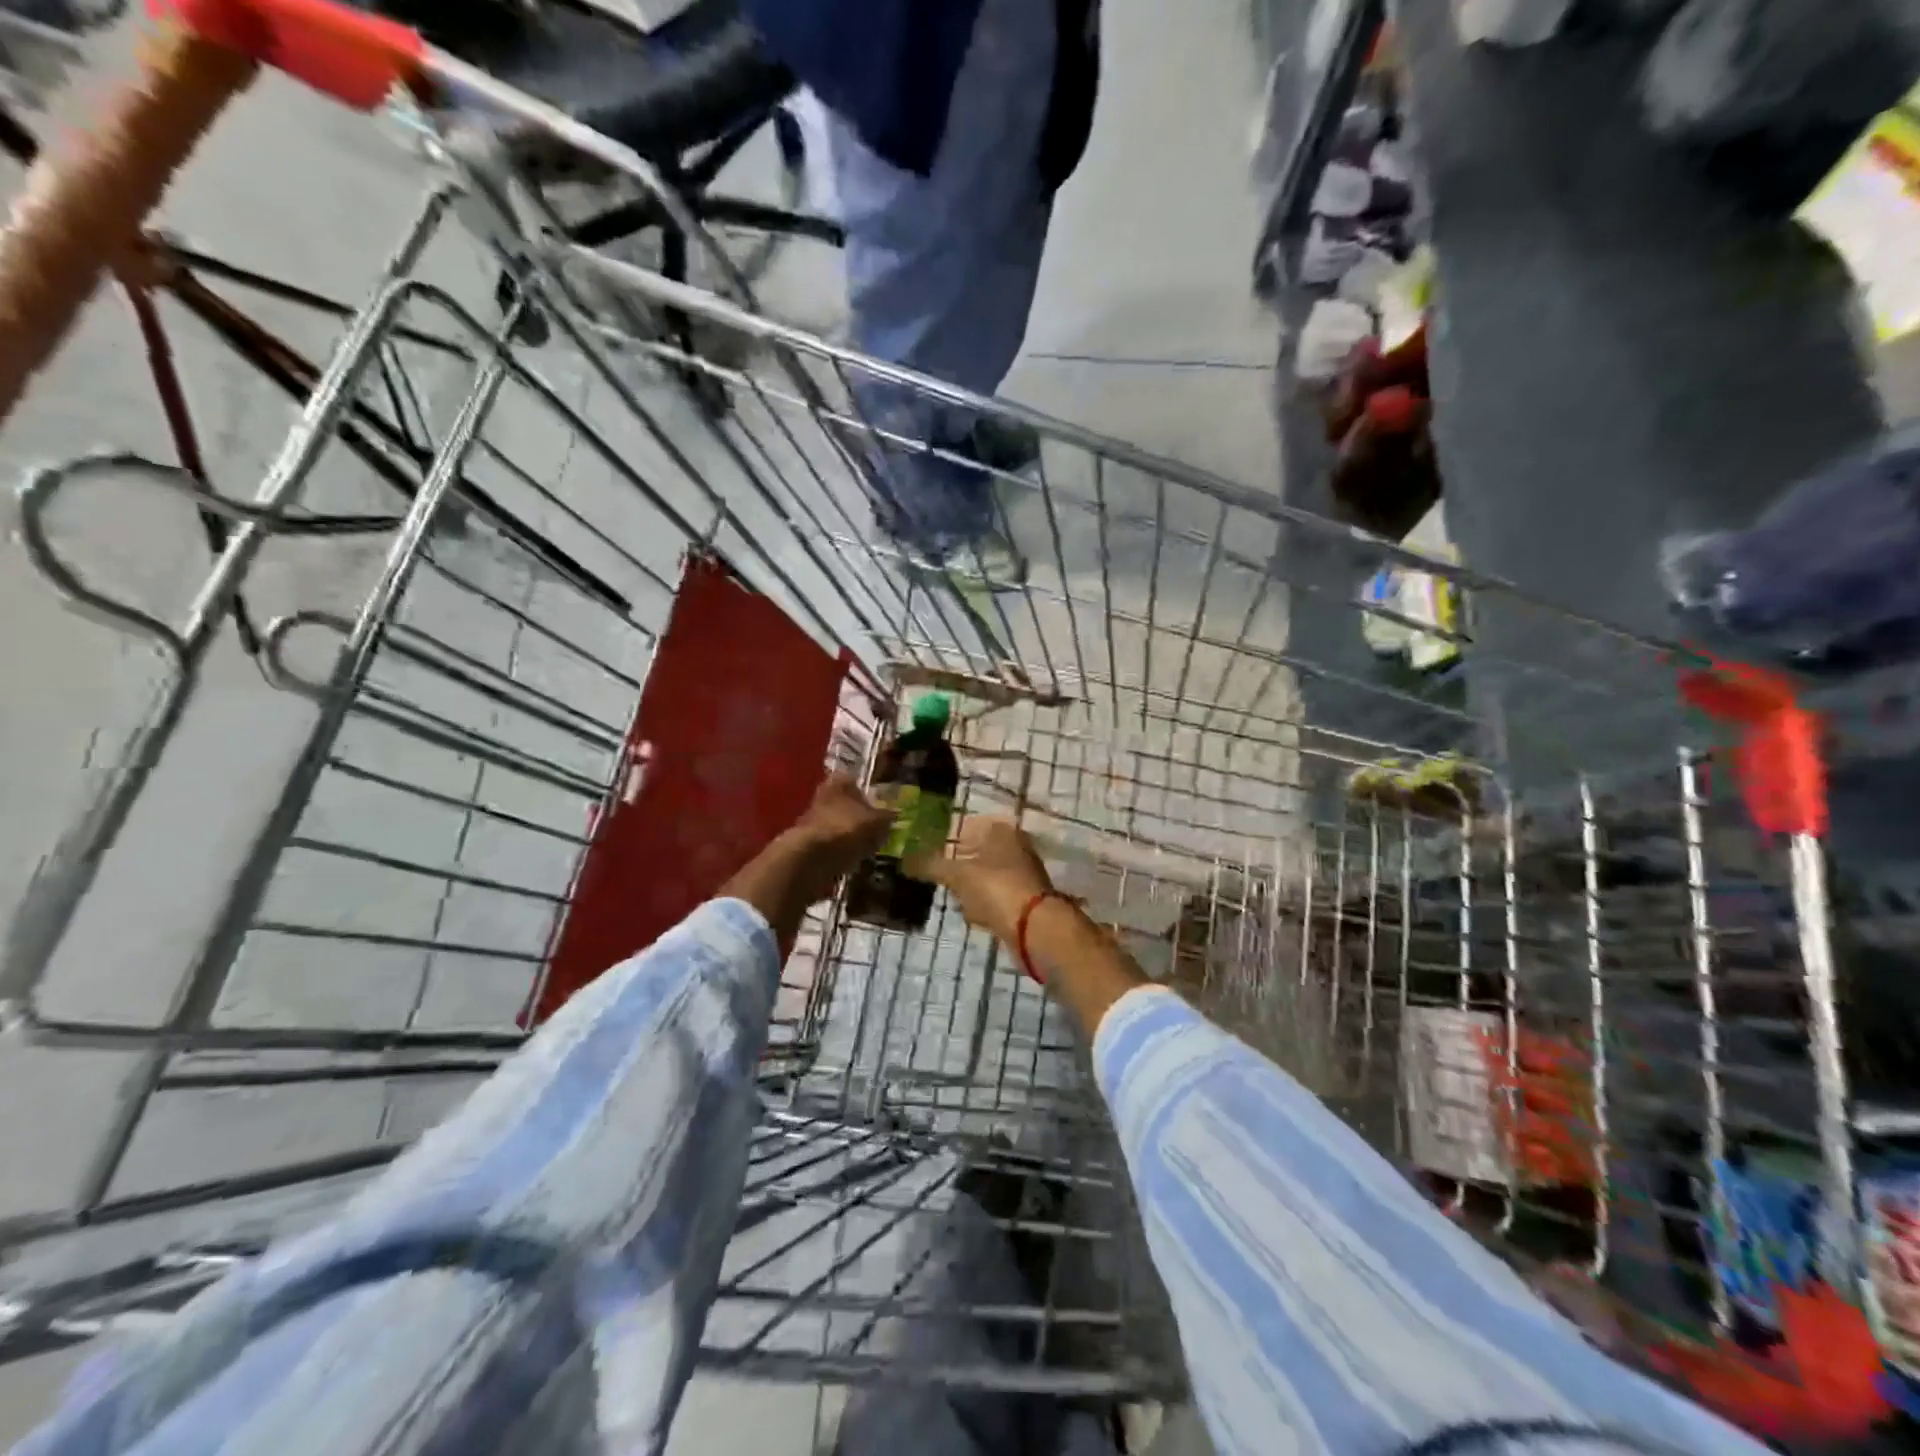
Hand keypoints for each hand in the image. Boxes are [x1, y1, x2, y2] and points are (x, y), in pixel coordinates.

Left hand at [785, 773, 891, 902]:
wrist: (810, 857)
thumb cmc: (847, 829)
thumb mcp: (877, 823)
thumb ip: (887, 817)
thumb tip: (896, 814)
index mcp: (839, 782)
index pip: (856, 781)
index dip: (869, 795)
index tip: (880, 809)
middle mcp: (823, 794)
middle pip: (845, 803)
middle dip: (858, 815)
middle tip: (875, 830)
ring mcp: (812, 818)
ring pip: (836, 823)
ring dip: (848, 834)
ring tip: (865, 848)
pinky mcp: (806, 842)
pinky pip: (829, 843)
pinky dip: (839, 850)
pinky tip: (851, 860)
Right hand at [911, 816, 1054, 945]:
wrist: (1035, 929)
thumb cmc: (996, 889)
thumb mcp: (958, 875)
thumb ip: (930, 865)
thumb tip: (903, 861)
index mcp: (1002, 830)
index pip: (969, 825)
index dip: (947, 836)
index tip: (927, 849)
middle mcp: (1016, 846)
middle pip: (978, 851)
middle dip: (958, 864)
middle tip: (935, 874)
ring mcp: (1023, 874)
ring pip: (987, 876)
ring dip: (970, 887)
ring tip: (951, 896)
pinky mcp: (1025, 900)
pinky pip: (996, 897)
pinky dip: (983, 904)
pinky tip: (972, 914)